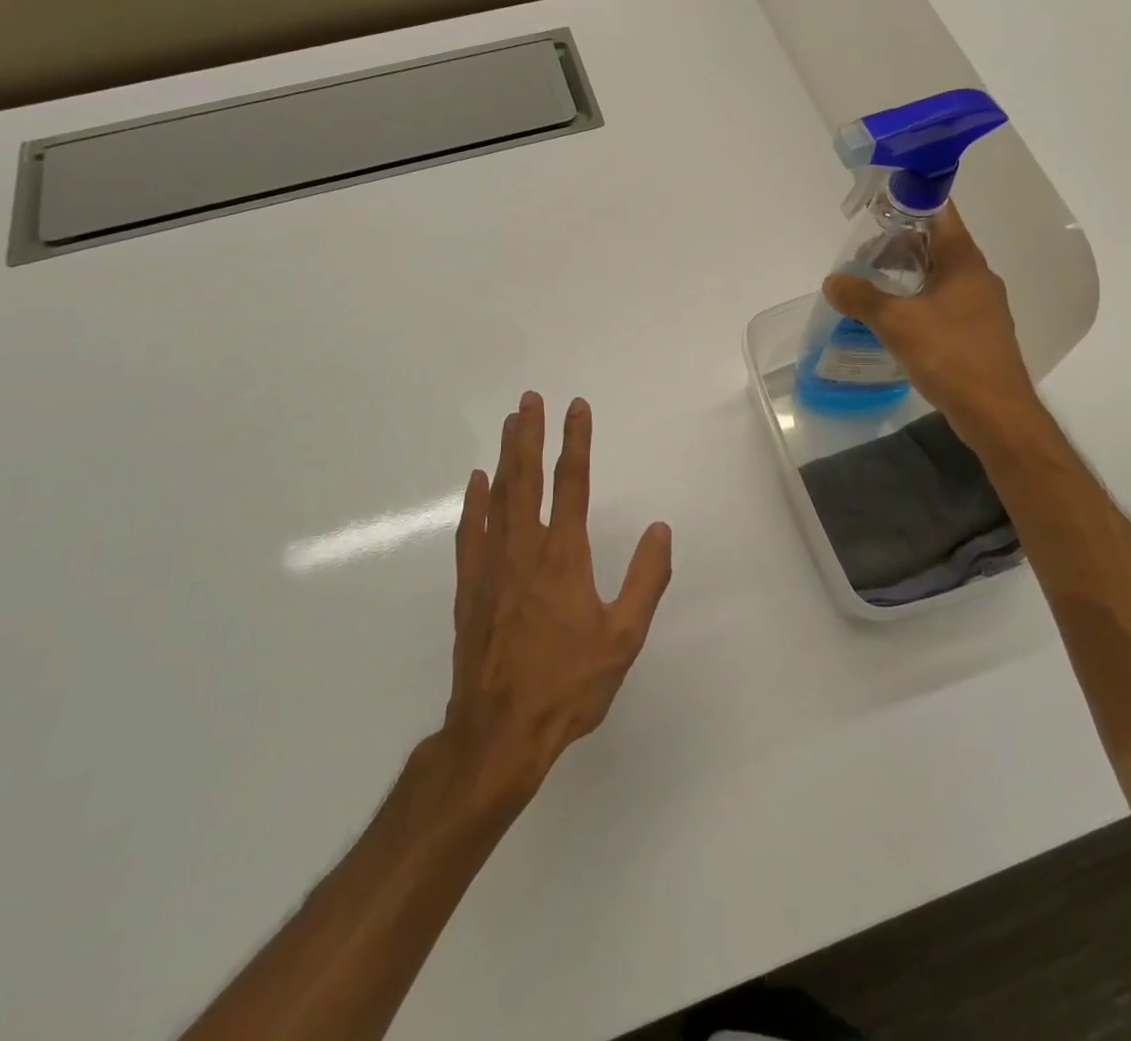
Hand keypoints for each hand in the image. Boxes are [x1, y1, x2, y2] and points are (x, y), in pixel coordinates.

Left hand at [442, 392, 672, 810]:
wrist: (499, 731)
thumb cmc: (568, 684)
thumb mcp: (623, 637)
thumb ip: (645, 580)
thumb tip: (660, 530)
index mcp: (563, 556)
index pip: (572, 483)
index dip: (576, 441)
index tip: (576, 407)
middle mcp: (525, 549)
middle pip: (526, 478)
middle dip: (529, 434)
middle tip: (529, 398)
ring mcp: (492, 566)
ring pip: (497, 497)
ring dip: (504, 456)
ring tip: (508, 423)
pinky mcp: (469, 587)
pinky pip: (470, 532)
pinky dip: (473, 502)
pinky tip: (476, 483)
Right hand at [823, 207, 1046, 453]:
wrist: (995, 411)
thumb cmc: (950, 356)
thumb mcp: (896, 323)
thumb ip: (861, 297)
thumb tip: (833, 281)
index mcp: (963, 261)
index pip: (939, 212)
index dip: (908, 202)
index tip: (876, 209)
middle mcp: (977, 276)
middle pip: (935, 244)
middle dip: (898, 245)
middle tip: (862, 258)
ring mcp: (981, 305)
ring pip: (939, 275)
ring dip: (907, 275)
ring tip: (873, 288)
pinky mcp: (978, 331)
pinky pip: (944, 302)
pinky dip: (918, 301)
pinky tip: (897, 320)